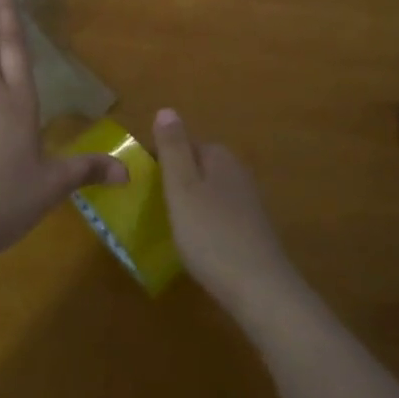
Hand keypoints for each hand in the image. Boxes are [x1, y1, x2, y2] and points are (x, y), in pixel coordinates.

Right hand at [154, 109, 303, 321]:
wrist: (259, 288)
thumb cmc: (211, 234)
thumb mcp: (182, 187)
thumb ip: (174, 148)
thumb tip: (167, 109)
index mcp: (219, 156)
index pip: (182, 143)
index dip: (158, 160)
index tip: (139, 183)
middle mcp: (237, 171)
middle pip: (196, 166)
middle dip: (174, 180)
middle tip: (150, 206)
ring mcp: (248, 200)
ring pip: (208, 190)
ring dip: (189, 202)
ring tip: (167, 225)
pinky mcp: (252, 228)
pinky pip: (219, 214)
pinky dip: (204, 222)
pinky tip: (195, 243)